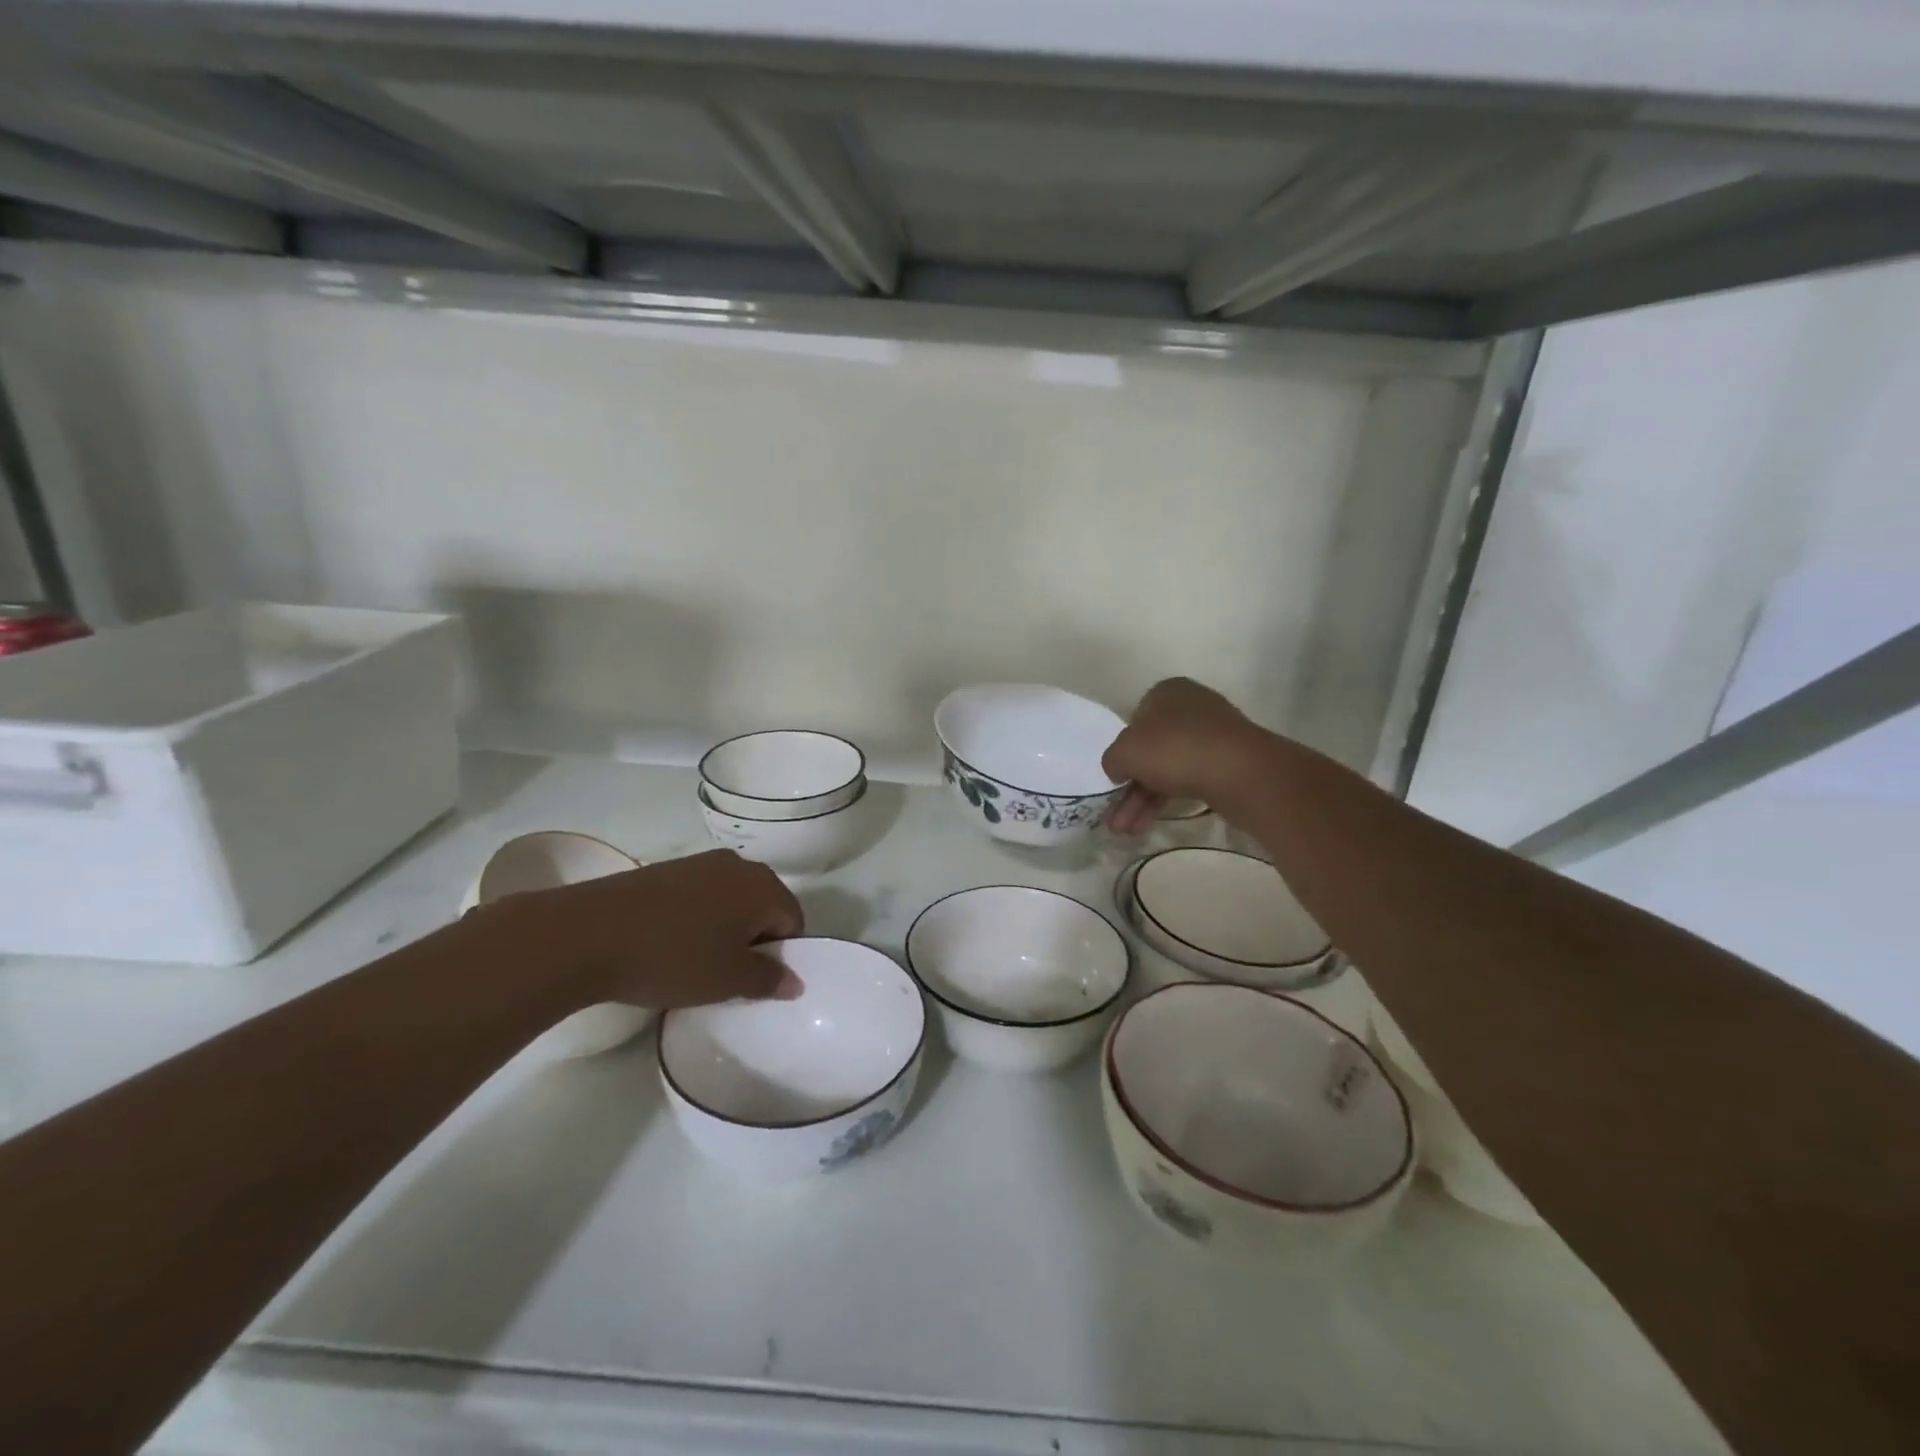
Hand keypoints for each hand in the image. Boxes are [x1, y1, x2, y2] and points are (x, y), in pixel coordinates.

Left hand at [482, 849, 804, 1009]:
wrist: (587, 933)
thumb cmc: (673, 957)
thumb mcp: (728, 980)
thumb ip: (769, 979)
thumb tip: (795, 980)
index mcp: (763, 886)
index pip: (792, 920)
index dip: (781, 954)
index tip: (755, 981)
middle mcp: (738, 865)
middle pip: (763, 905)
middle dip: (753, 939)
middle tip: (729, 974)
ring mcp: (698, 863)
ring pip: (729, 900)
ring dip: (723, 929)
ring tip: (696, 962)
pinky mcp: (664, 869)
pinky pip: (698, 896)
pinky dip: (695, 919)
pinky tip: (669, 944)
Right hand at [1102, 678, 1264, 834]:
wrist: (1240, 772)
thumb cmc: (1175, 749)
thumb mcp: (1125, 752)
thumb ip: (1112, 759)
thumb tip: (1119, 769)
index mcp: (1167, 692)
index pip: (1135, 720)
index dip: (1123, 750)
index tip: (1116, 777)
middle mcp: (1192, 708)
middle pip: (1151, 750)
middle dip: (1130, 788)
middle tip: (1116, 818)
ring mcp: (1214, 736)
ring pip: (1168, 769)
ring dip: (1143, 801)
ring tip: (1127, 831)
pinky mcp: (1230, 763)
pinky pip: (1190, 779)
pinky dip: (1168, 800)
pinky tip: (1150, 822)